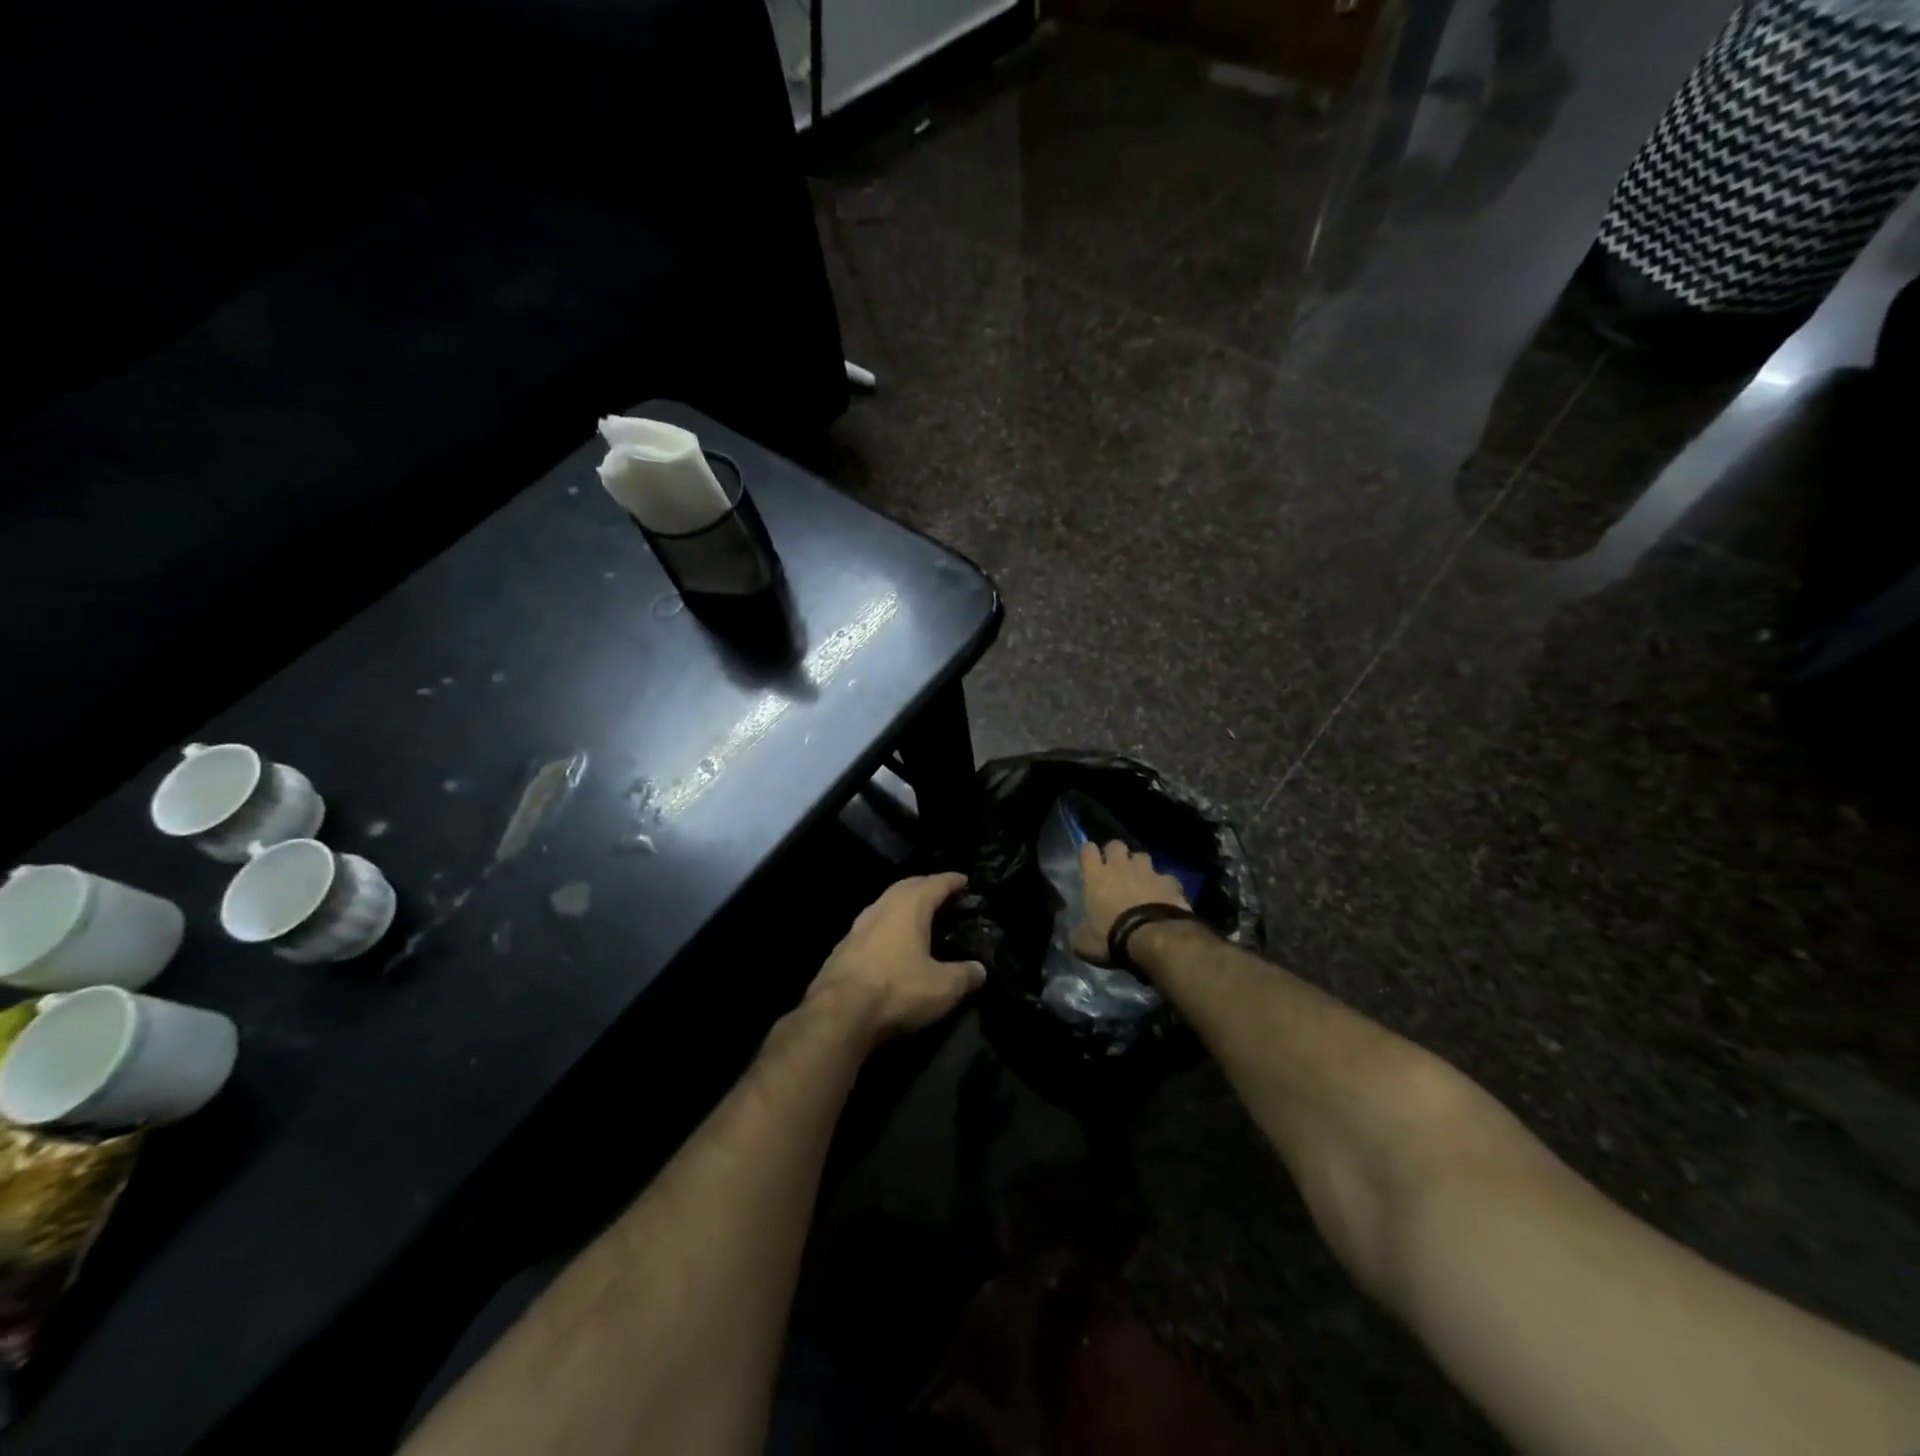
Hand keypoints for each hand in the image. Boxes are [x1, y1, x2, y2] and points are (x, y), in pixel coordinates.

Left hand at [806, 872, 985, 1047]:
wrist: (838, 1014)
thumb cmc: (897, 990)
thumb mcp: (943, 988)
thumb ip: (965, 975)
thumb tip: (980, 970)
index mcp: (909, 907)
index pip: (935, 883)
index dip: (952, 881)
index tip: (964, 880)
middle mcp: (882, 907)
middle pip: (907, 886)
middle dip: (925, 886)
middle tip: (942, 893)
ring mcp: (858, 926)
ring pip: (885, 903)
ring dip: (903, 904)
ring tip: (918, 915)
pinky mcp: (843, 947)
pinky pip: (871, 925)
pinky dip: (887, 925)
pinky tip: (891, 942)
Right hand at [1071, 841, 1189, 959]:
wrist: (1153, 938)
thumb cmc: (1112, 937)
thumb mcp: (1084, 943)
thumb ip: (1078, 933)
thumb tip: (1076, 934)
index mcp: (1096, 877)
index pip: (1087, 849)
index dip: (1088, 853)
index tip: (1089, 862)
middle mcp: (1120, 867)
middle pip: (1116, 844)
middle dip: (1115, 853)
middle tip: (1115, 868)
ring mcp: (1147, 871)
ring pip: (1142, 856)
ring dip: (1140, 866)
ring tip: (1141, 880)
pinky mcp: (1169, 882)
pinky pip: (1166, 877)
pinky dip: (1164, 885)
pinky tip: (1164, 897)